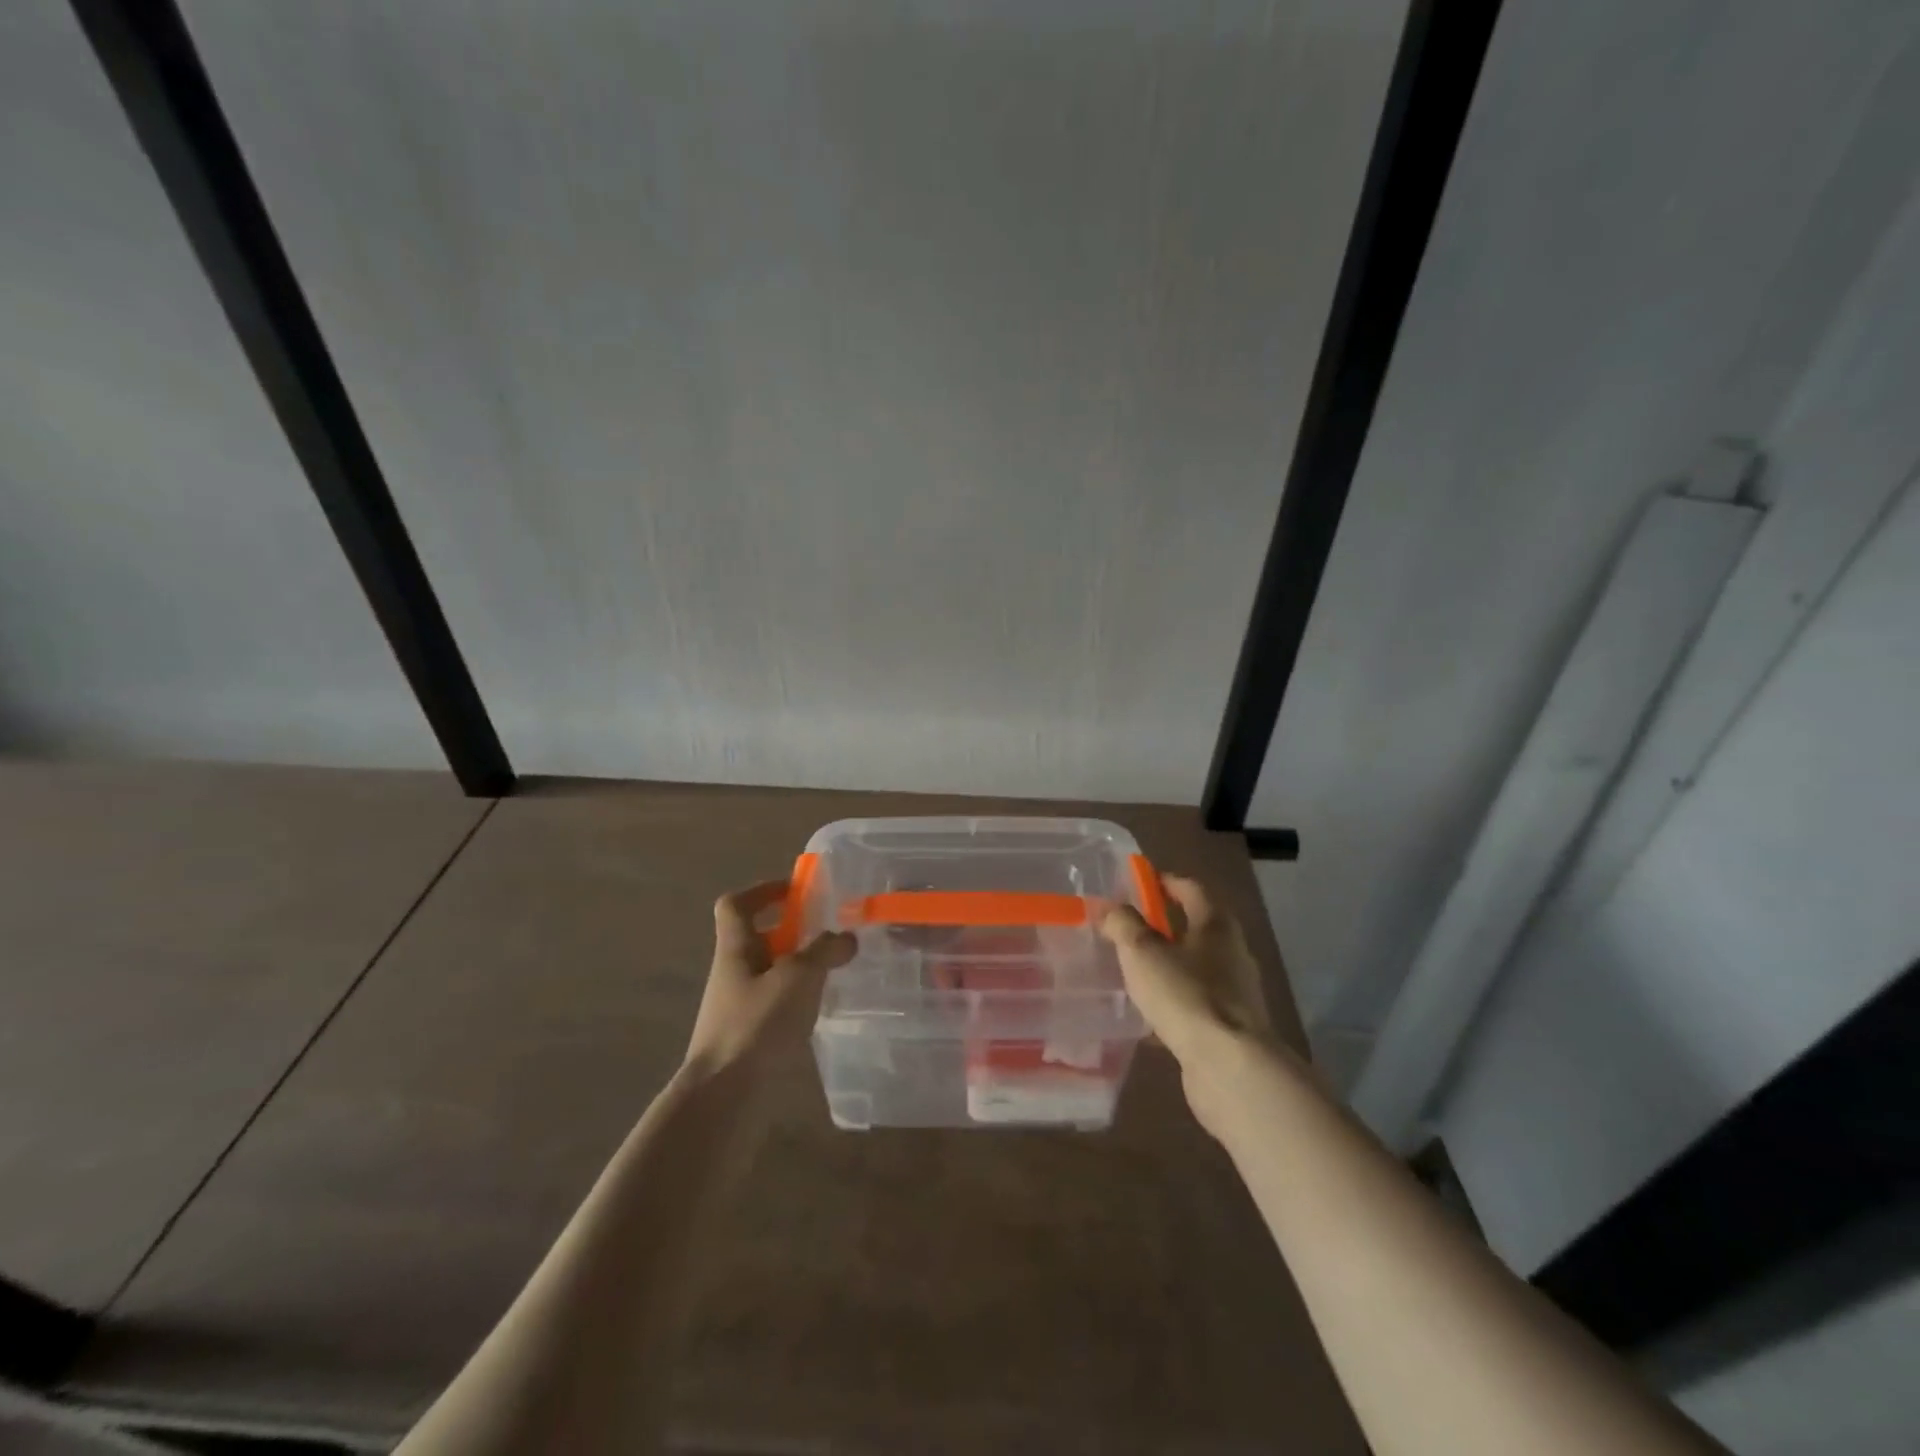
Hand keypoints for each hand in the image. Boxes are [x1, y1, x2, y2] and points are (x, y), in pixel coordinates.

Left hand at [685, 879, 855, 1076]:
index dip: (763, 890)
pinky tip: (822, 1011)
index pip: (736, 905)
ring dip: (799, 967)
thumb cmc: (755, 1026)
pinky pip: (776, 1005)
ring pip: (770, 973)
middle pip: (758, 939)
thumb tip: (847, 937)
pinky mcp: (749, 1039)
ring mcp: (738, 1008)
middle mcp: (733, 974)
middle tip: (830, 933)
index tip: (796, 891)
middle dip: (792, 932)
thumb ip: (825, 952)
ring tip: (835, 971)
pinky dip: (798, 1001)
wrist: (724, 1098)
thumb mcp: (798, 978)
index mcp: (736, 950)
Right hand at [1100, 876, 1285, 1134]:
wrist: (1229, 1067)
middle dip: (1163, 928)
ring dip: (1168, 969)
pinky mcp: (1231, 1029)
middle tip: (1128, 931)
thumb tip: (1110, 908)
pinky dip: (1173, 1006)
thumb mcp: (1141, 952)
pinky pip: (1195, 1007)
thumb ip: (1123, 924)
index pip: (1191, 889)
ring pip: (1195, 970)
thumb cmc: (1185, 995)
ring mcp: (1236, 993)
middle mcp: (1232, 953)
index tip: (1138, 882)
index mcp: (1216, 925)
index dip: (1164, 882)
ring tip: (1133, 976)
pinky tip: (1148, 1022)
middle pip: (1196, 929)